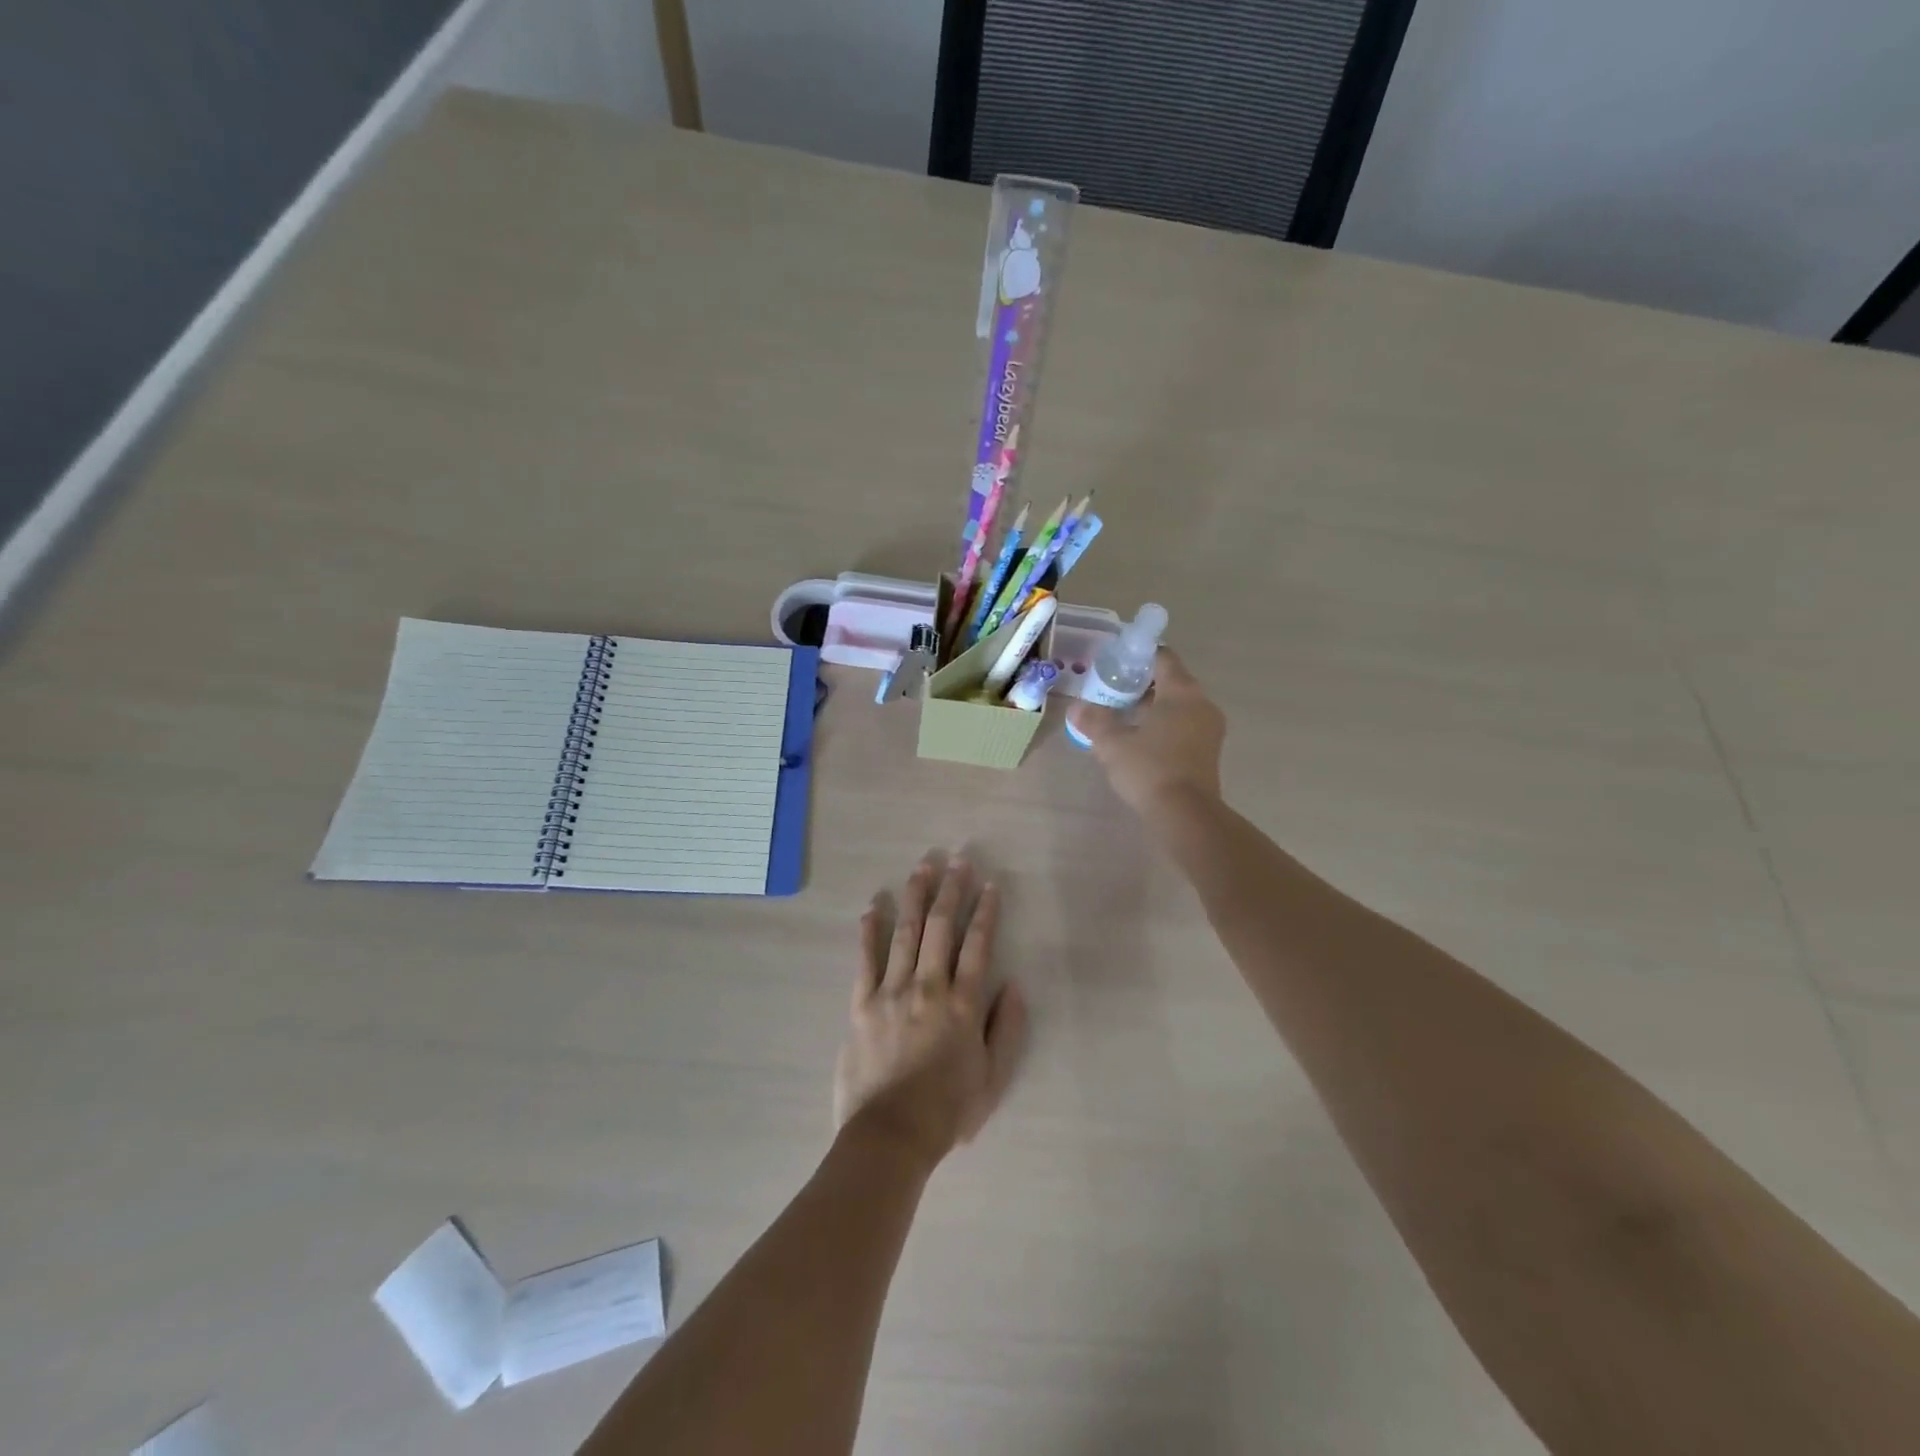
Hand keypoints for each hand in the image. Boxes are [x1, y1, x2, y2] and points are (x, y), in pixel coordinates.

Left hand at [833, 853, 1028, 1166]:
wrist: (890, 1136)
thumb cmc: (947, 1111)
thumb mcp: (993, 1078)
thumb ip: (1007, 1029)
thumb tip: (1014, 986)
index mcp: (963, 1004)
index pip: (977, 945)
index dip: (985, 912)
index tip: (990, 884)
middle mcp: (928, 987)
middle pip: (940, 928)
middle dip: (951, 890)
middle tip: (957, 859)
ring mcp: (891, 992)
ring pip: (905, 933)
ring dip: (915, 897)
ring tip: (922, 867)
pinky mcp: (861, 1004)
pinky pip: (865, 959)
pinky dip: (869, 931)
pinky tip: (872, 906)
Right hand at [1068, 648, 1225, 814]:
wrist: (1185, 815)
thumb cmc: (1149, 769)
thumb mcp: (1112, 743)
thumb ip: (1094, 721)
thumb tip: (1076, 708)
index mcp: (1181, 691)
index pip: (1163, 657)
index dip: (1138, 655)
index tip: (1116, 663)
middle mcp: (1201, 703)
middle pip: (1171, 681)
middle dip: (1142, 684)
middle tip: (1113, 691)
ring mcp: (1209, 728)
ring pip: (1178, 705)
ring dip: (1153, 707)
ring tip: (1122, 716)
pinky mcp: (1209, 751)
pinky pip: (1184, 726)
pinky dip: (1164, 725)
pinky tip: (1140, 740)